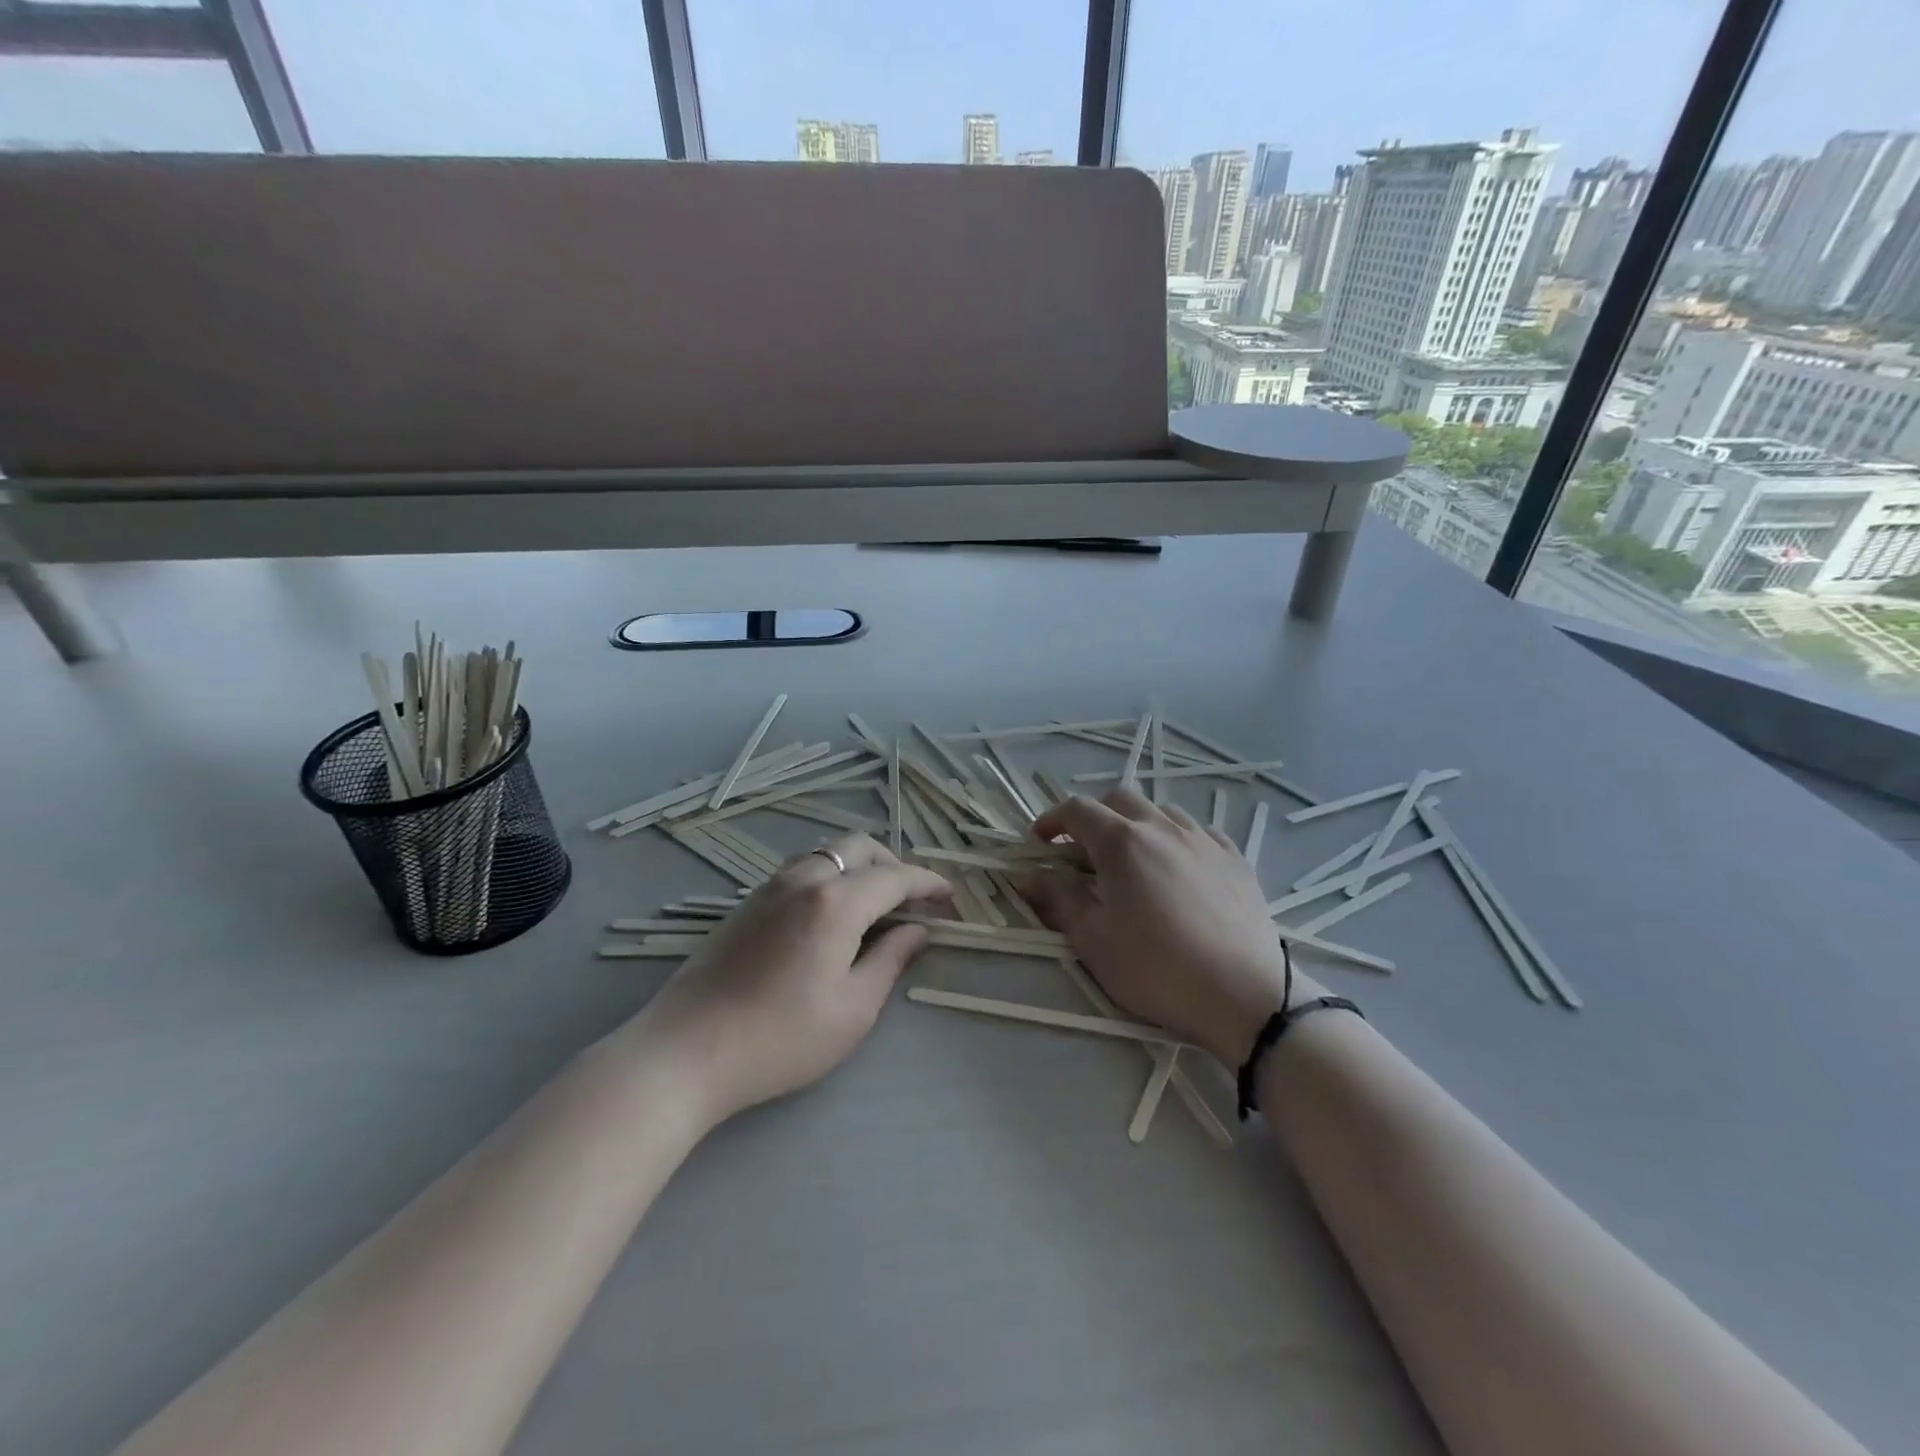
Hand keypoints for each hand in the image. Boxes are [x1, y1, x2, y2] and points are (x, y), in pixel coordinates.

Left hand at [633, 834, 953, 1125]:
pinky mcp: (748, 902)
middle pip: (859, 848)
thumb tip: (918, 930)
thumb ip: (891, 959)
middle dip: (894, 865)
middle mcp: (804, 879)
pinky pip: (803, 869)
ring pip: (828, 853)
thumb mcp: (853, 1008)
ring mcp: (771, 886)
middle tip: (912, 902)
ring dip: (860, 867)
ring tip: (876, 906)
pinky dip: (832, 876)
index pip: (895, 877)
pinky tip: (834, 914)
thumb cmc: (781, 1038)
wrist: (686, 1052)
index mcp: (836, 901)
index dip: (928, 884)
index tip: (951, 898)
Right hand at [1022, 789, 1324, 1066]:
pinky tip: (1178, 869)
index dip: (1052, 820)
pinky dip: (1175, 840)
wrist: (1245, 995)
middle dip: (1094, 818)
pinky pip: (1197, 832)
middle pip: (1119, 800)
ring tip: (1132, 861)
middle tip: (1083, 852)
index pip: (1077, 810)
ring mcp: (1203, 839)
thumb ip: (1058, 899)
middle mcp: (1162, 827)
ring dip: (1136, 825)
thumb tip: (1027, 875)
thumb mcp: (1093, 940)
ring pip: (1161, 812)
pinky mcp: (1235, 858)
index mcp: (1122, 842)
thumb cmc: (1157, 969)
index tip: (1040, 841)